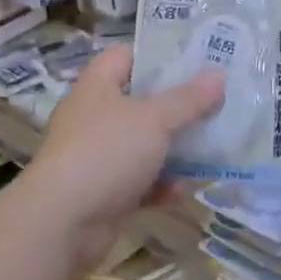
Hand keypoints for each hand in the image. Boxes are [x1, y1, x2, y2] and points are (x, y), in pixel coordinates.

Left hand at [25, 46, 224, 270]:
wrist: (61, 223)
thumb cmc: (107, 152)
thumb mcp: (155, 119)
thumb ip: (189, 99)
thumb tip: (219, 75)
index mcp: (97, 87)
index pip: (125, 56)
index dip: (157, 55)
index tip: (194, 61)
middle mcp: (94, 117)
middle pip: (140, 102)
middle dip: (176, 106)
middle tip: (214, 102)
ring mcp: (97, 156)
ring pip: (143, 144)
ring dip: (173, 149)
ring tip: (211, 146)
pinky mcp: (102, 192)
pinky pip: (139, 182)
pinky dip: (160, 185)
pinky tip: (183, 191)